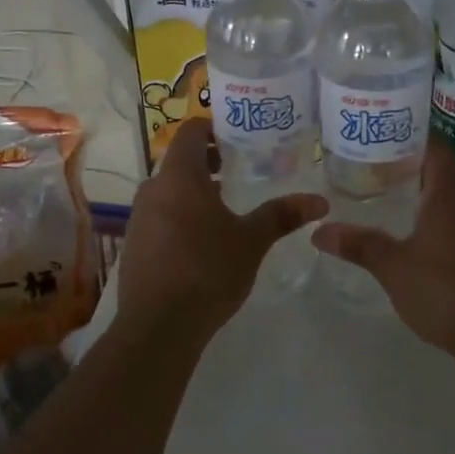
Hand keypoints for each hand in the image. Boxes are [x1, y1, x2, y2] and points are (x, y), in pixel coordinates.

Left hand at [117, 118, 327, 336]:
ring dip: (196, 191)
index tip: (239, 135)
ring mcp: (138, 217)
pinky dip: (181, 215)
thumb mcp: (251, 241)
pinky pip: (160, 215)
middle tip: (242, 170)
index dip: (214, 127)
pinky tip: (203, 241)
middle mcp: (153, 189)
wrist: (158, 326)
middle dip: (210, 162)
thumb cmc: (208, 271)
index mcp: (179, 177)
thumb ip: (282, 215)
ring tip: (227, 207)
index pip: (191, 131)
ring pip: (169, 190)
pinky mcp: (133, 244)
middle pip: (181, 161)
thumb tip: (320, 201)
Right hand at [312, 137, 454, 359]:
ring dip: (424, 197)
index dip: (409, 135)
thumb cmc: (446, 292)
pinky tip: (415, 239)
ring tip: (387, 201)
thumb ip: (358, 244)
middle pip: (442, 171)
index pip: (434, 145)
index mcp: (451, 195)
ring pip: (453, 200)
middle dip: (409, 167)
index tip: (380, 136)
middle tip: (371, 170)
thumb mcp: (393, 267)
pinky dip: (438, 221)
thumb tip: (318, 230)